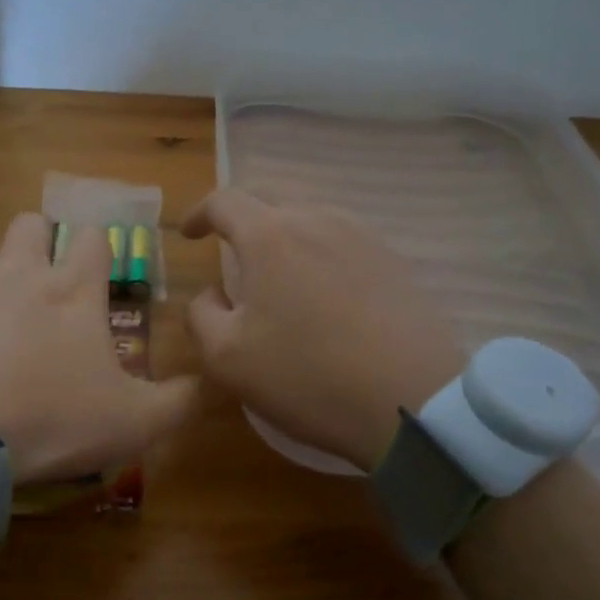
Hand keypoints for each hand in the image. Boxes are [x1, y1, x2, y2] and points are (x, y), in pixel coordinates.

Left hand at [0, 213, 196, 482]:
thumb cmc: (47, 418)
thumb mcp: (130, 424)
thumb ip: (177, 403)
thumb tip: (205, 384)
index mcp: (71, 292)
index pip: (94, 240)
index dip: (96, 251)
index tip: (93, 273)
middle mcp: (16, 269)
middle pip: (29, 225)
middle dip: (33, 243)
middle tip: (29, 289)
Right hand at [182, 190, 464, 470]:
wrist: (412, 399)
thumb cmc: (307, 376)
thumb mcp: (227, 358)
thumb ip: (201, 315)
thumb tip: (212, 293)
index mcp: (269, 235)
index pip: (224, 201)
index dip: (199, 213)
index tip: (188, 234)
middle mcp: (317, 220)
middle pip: (270, 199)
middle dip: (242, 218)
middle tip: (230, 249)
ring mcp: (362, 237)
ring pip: (310, 218)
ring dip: (283, 235)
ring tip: (277, 273)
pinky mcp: (394, 261)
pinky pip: (343, 241)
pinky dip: (319, 253)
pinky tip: (322, 290)